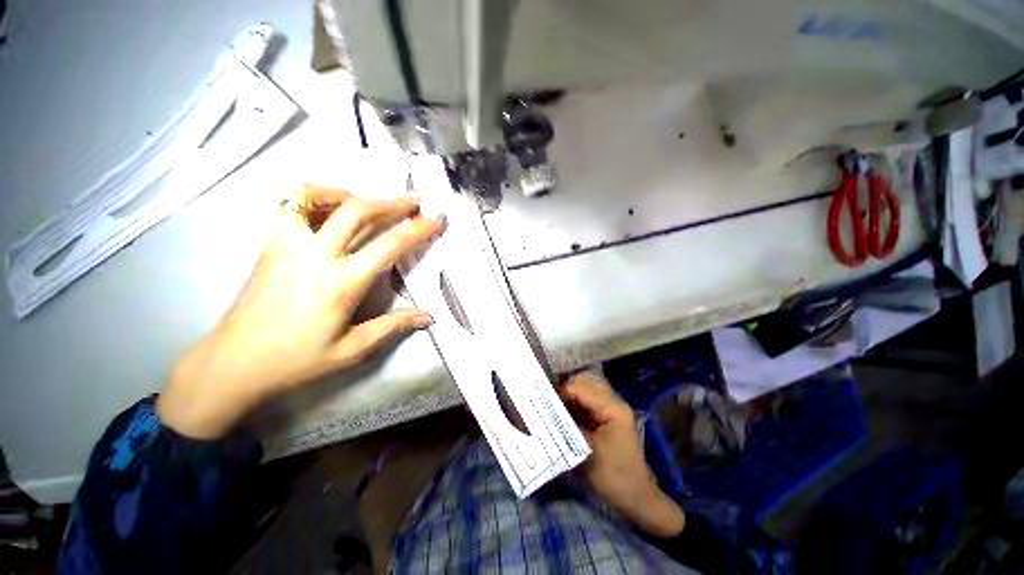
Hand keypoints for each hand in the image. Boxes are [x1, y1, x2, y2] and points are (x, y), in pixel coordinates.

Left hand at [157, 186, 444, 438]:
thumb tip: (428, 316)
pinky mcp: (270, 244)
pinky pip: (290, 205)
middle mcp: (315, 255)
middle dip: (392, 202)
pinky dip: (315, 196)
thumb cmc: (296, 360)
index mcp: (341, 283)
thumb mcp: (352, 351)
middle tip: (414, 200)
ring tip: (371, 201)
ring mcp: (288, 245)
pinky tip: (331, 209)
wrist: (232, 364)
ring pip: (318, 197)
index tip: (436, 218)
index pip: (390, 244)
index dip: (418, 228)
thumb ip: (393, 327)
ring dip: (352, 194)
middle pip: (358, 211)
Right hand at [560, 372, 684, 537]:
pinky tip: (563, 409)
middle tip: (548, 398)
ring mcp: (612, 406)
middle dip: (565, 387)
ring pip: (586, 387)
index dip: (561, 390)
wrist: (636, 497)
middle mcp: (614, 401)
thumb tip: (546, 411)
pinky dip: (574, 400)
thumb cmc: (613, 476)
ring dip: (569, 392)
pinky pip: (588, 398)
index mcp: (613, 408)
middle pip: (585, 380)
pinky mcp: (608, 414)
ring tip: (554, 402)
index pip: (582, 387)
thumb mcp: (586, 452)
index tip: (544, 399)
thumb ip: (567, 426)